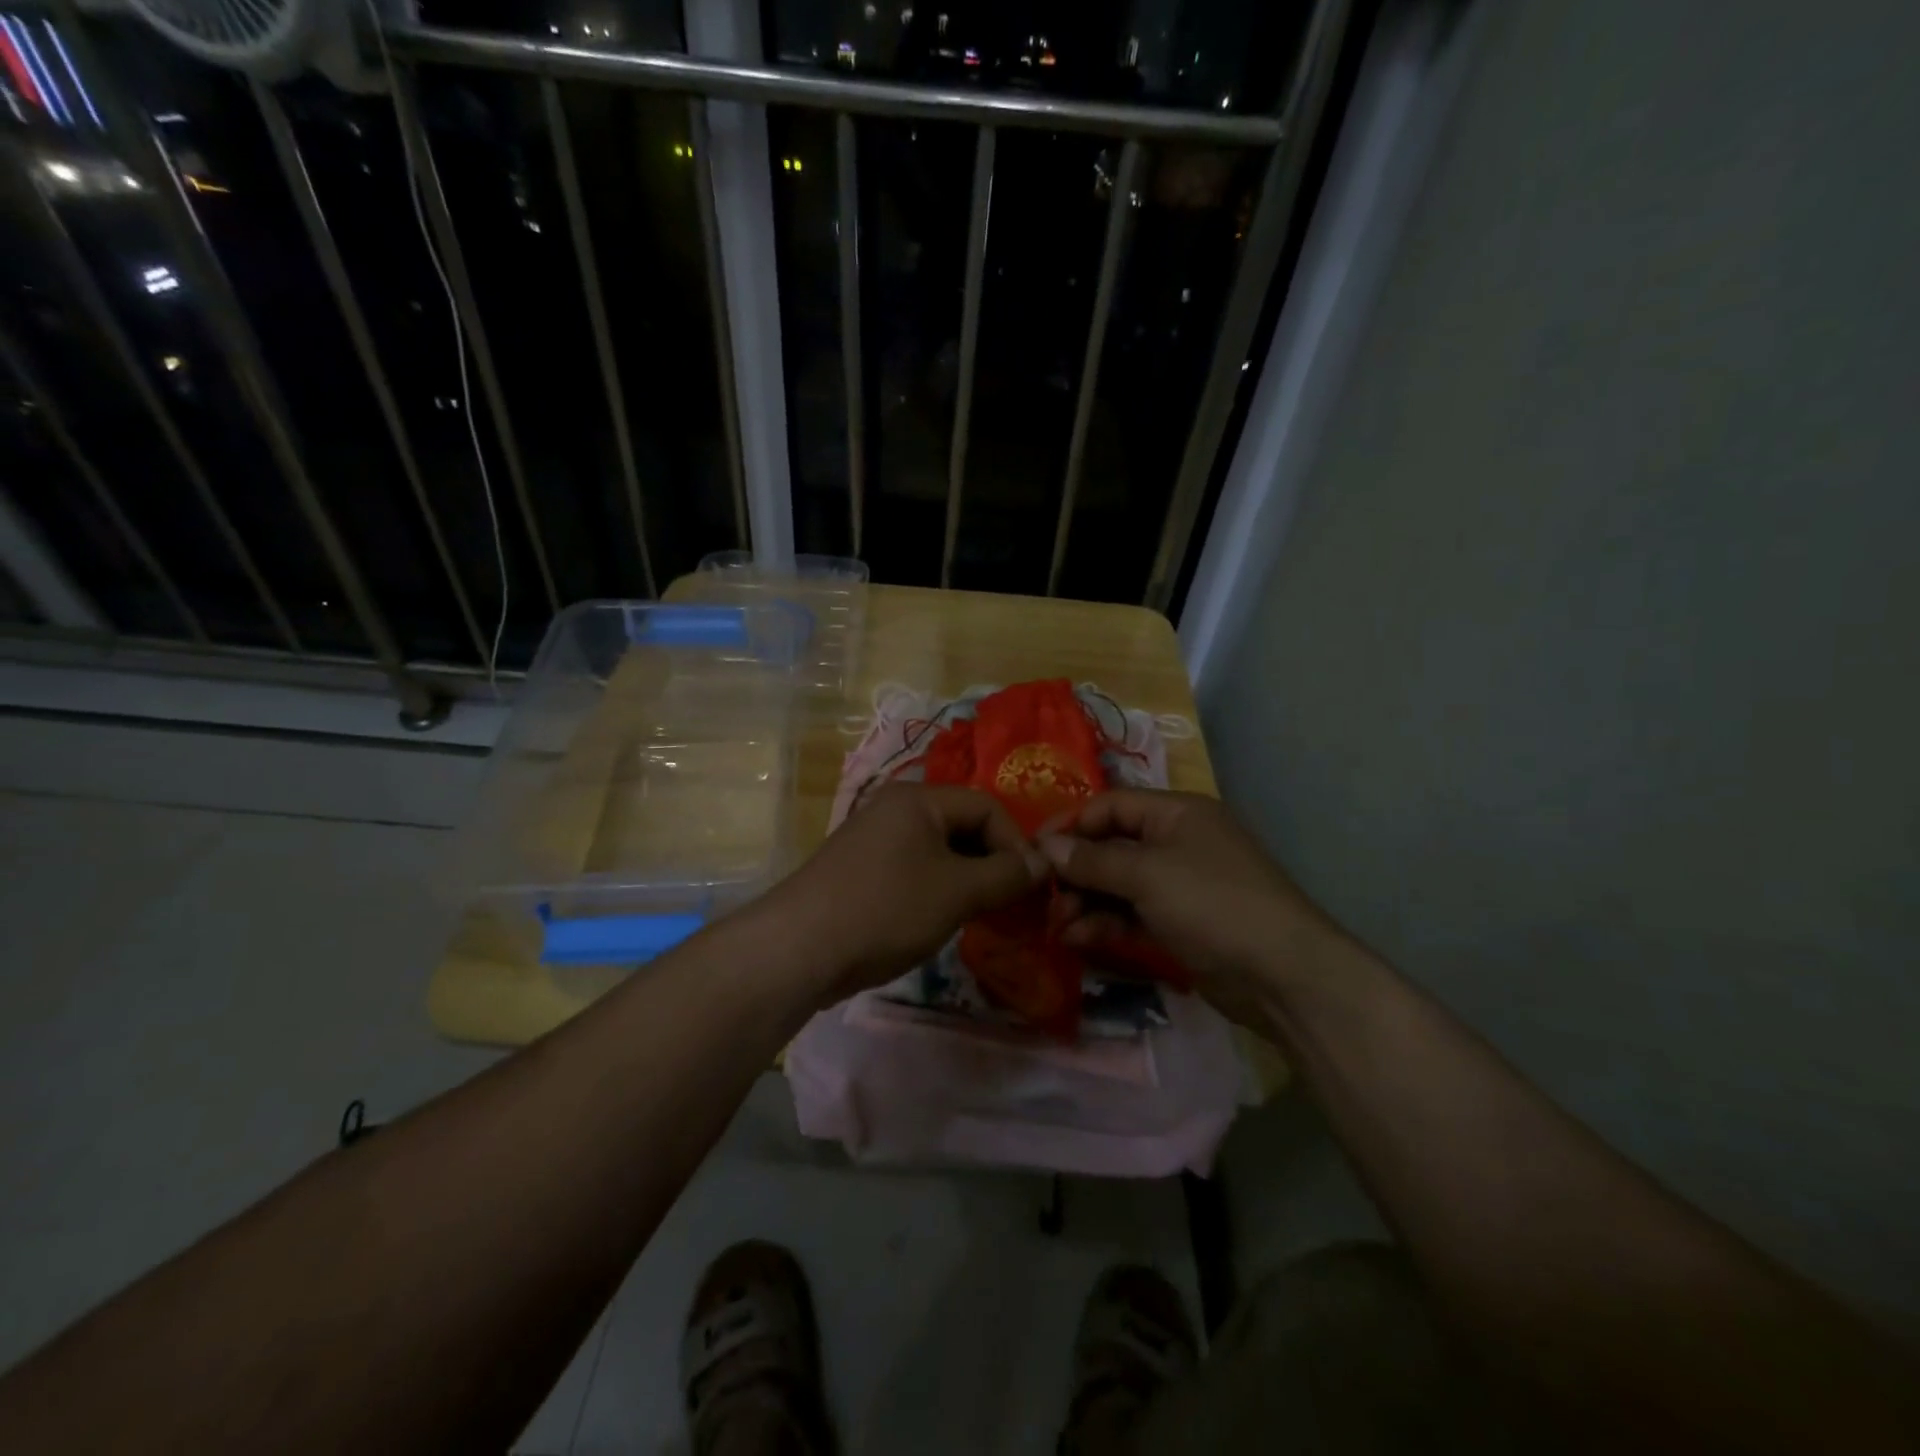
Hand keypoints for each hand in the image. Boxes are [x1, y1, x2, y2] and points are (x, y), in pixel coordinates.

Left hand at [758, 783, 1047, 1003]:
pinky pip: (914, 870)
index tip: (1031, 886)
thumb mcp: (957, 891)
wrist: (798, 949)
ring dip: (968, 880)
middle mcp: (894, 809)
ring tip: (981, 915)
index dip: (1016, 843)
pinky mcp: (860, 872)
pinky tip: (941, 921)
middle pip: (962, 826)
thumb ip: (1006, 875)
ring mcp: (873, 841)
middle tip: (1010, 903)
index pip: (987, 806)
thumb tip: (1043, 863)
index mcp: (918, 799)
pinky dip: (938, 890)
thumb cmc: (886, 908)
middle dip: (993, 862)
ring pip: (939, 852)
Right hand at [1037, 790, 1345, 1026]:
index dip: (1070, 824)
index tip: (1033, 851)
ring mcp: (1179, 886)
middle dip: (1075, 872)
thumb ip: (1093, 860)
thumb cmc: (1213, 903)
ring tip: (1058, 926)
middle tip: (1043, 898)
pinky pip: (1131, 915)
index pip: (1110, 806)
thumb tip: (1046, 847)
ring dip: (1085, 902)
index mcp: (1176, 813)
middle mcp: (1176, 843)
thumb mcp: (1148, 874)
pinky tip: (1078, 939)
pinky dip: (1105, 924)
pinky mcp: (1179, 925)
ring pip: (1118, 885)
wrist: (1283, 975)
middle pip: (1111, 847)